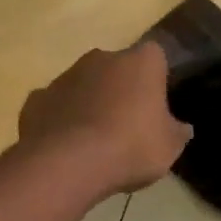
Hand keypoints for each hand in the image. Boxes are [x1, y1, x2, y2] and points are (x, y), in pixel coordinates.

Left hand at [19, 42, 192, 195]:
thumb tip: (183, 128)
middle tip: (127, 124)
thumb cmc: (130, 146)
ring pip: (84, 84)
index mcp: (140, 62)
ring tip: (94, 141)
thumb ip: (177, 132)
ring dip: (89, 103)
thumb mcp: (169, 147)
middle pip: (116, 68)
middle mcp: (102, 58)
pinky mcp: (37, 98)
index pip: (155, 57)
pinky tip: (65, 146)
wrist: (68, 163)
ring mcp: (66, 75)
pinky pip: (55, 105)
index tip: (156, 105)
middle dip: (121, 89)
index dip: (156, 79)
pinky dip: (60, 119)